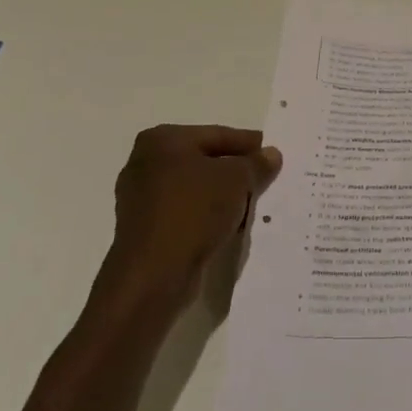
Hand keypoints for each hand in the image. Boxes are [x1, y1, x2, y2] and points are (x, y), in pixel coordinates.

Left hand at [106, 125, 281, 310]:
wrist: (153, 276)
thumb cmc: (194, 211)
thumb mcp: (237, 180)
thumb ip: (256, 164)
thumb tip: (271, 155)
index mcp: (162, 140)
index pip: (216, 135)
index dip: (247, 143)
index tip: (271, 151)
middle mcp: (145, 163)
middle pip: (203, 161)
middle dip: (234, 171)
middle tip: (264, 178)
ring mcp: (140, 199)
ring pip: (194, 190)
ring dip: (222, 197)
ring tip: (252, 205)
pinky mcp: (144, 231)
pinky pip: (185, 214)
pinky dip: (206, 216)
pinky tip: (229, 227)